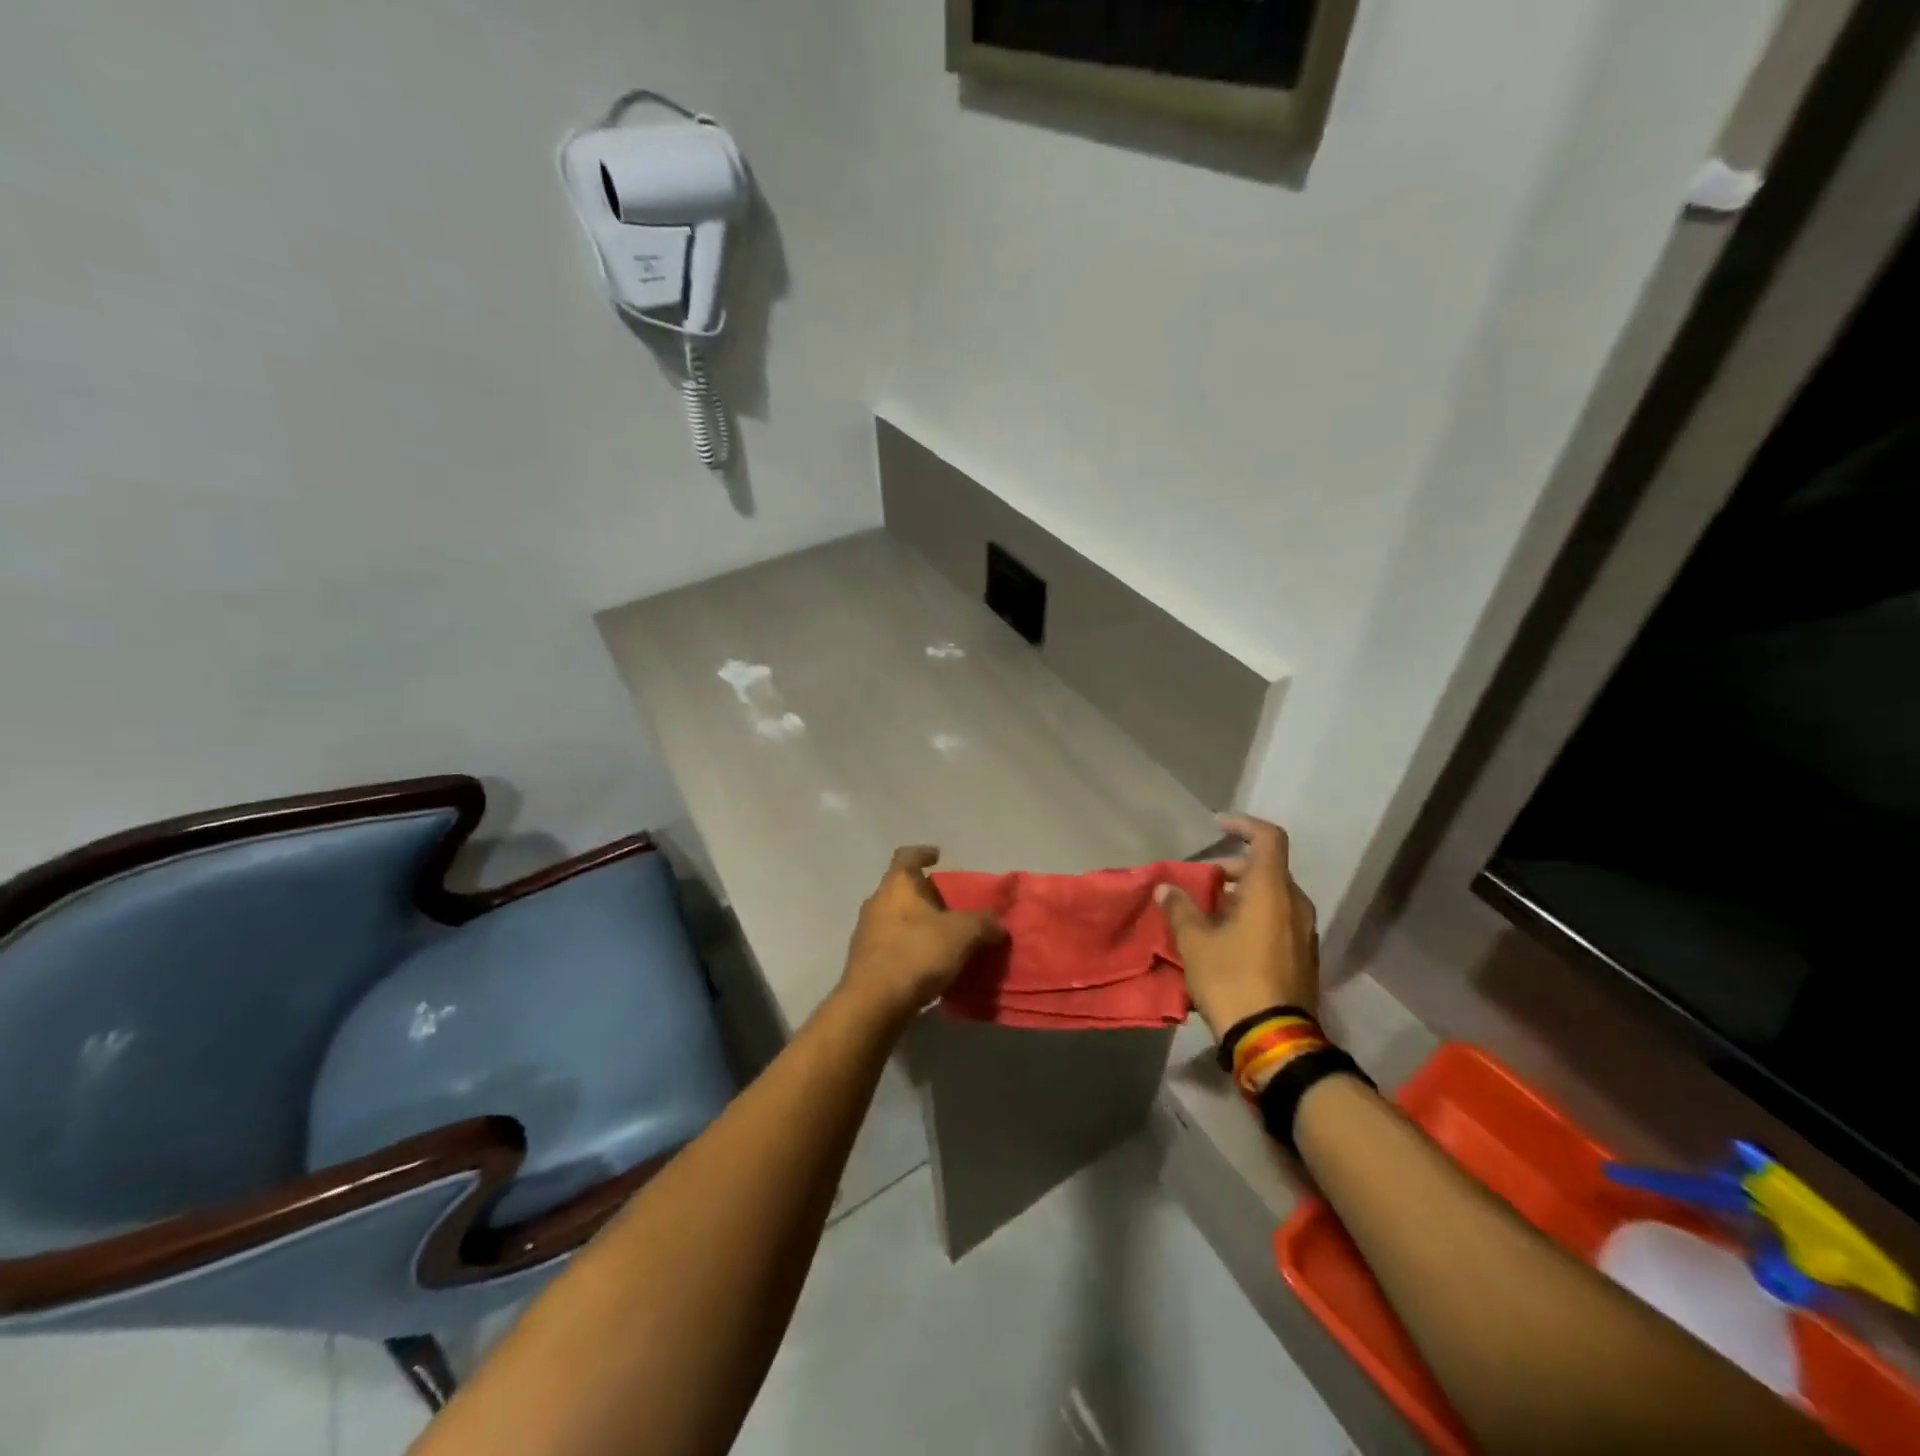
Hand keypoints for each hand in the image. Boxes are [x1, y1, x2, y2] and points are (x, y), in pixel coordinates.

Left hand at [838, 846, 1004, 1025]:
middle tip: (952, 905)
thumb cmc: (916, 954)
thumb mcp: (962, 934)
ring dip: (918, 923)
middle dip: (926, 895)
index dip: (923, 852)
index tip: (938, 856)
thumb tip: (999, 924)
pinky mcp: (865, 961)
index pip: (907, 855)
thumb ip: (984, 923)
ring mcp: (866, 932)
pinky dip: (910, 947)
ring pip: (897, 918)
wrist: (873, 1004)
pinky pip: (892, 944)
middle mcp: (877, 902)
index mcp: (896, 885)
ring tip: (944, 937)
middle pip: (902, 889)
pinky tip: (929, 964)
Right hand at [1157, 814, 1318, 1038]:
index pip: (1268, 838)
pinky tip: (1227, 938)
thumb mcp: (1194, 942)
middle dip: (1232, 869)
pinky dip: (1255, 916)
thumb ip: (1180, 908)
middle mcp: (1295, 904)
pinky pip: (1279, 920)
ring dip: (1242, 895)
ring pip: (1273, 896)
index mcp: (1271, 891)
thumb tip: (1166, 888)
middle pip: (1267, 869)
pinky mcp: (1304, 957)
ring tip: (1209, 912)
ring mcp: (1304, 932)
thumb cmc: (1231, 979)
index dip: (1243, 824)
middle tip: (1201, 882)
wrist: (1273, 1039)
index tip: (1217, 825)